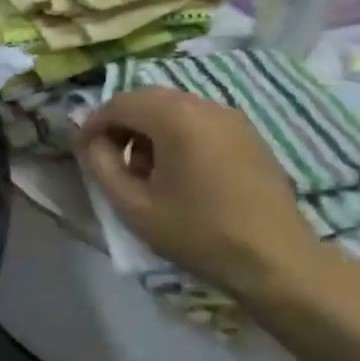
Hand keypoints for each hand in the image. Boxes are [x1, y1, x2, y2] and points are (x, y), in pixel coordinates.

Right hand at [78, 88, 331, 301]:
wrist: (276, 261)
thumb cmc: (199, 234)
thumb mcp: (134, 207)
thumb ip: (102, 166)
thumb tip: (92, 143)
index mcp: (175, 117)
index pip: (120, 103)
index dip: (94, 124)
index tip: (82, 151)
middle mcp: (204, 105)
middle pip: (148, 99)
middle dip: (122, 124)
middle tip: (109, 159)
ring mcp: (231, 118)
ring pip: (175, 108)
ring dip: (149, 129)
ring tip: (144, 170)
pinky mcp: (248, 135)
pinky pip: (200, 121)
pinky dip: (177, 135)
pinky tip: (178, 173)